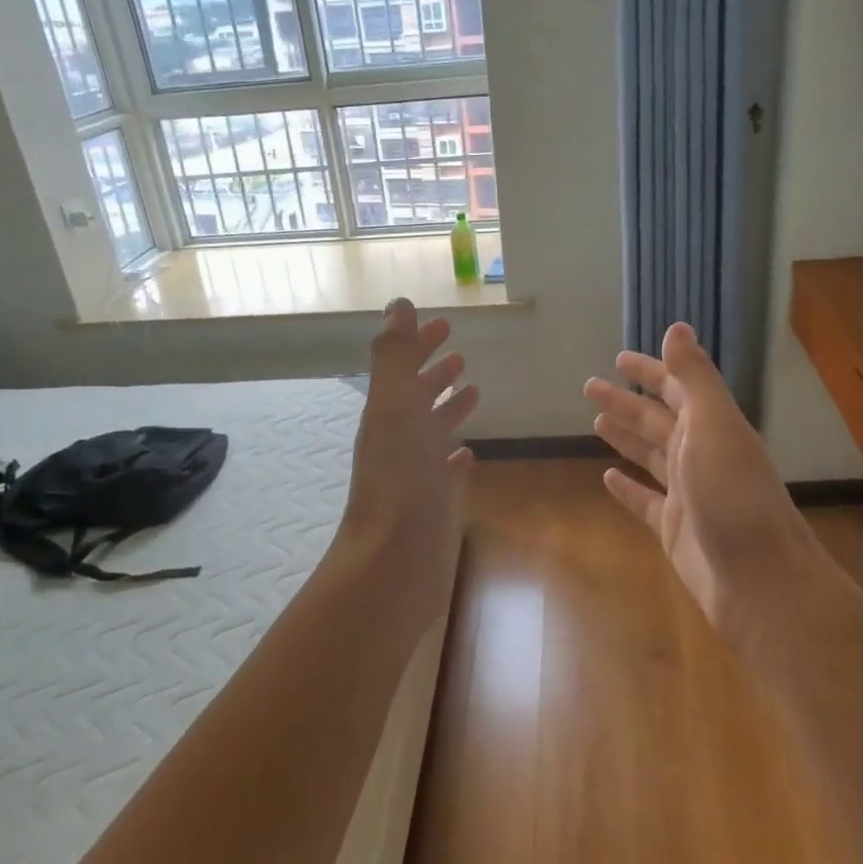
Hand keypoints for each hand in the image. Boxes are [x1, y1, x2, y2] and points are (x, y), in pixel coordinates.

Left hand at [342, 299, 478, 563]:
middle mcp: (401, 439)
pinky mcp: (436, 503)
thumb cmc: (398, 478)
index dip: (419, 343)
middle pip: (418, 396)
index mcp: (389, 413)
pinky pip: (447, 471)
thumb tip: (398, 304)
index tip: (443, 324)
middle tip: (459, 353)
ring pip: (434, 430)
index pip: (404, 367)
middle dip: (435, 371)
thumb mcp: (392, 406)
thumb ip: (394, 355)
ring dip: (448, 408)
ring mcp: (418, 472)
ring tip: (473, 390)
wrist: (395, 559)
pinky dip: (456, 456)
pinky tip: (468, 454)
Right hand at [584, 323, 816, 636]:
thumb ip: (694, 378)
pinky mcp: (674, 529)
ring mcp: (687, 494)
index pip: (677, 388)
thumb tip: (677, 327)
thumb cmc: (734, 495)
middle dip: (627, 402)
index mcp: (713, 427)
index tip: (619, 358)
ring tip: (596, 421)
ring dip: (626, 437)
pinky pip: (644, 501)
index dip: (651, 371)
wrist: (759, 580)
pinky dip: (626, 488)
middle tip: (590, 386)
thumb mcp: (714, 426)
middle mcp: (701, 455)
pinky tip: (606, 477)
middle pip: (658, 420)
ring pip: (650, 456)